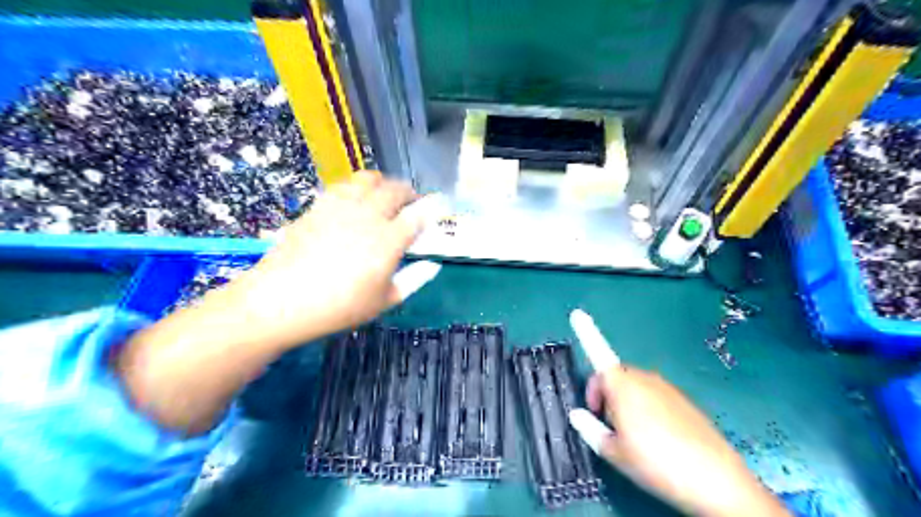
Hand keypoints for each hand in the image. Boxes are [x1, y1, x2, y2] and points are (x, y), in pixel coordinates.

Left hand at [219, 171, 440, 349]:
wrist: (280, 301)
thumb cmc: (339, 307)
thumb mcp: (384, 301)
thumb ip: (414, 279)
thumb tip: (433, 264)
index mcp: (388, 241)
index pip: (420, 214)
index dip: (435, 206)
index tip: (442, 204)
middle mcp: (368, 216)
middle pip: (396, 189)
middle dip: (410, 192)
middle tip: (413, 203)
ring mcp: (341, 207)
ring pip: (369, 179)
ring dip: (384, 184)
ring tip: (386, 195)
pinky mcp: (319, 206)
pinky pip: (344, 185)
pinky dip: (358, 187)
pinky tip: (356, 199)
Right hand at [569, 312, 783, 515]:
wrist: (714, 480)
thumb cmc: (653, 462)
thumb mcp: (613, 452)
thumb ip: (589, 429)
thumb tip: (577, 414)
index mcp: (621, 385)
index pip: (598, 353)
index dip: (586, 333)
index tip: (577, 313)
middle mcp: (644, 378)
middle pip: (615, 375)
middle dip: (605, 393)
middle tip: (606, 422)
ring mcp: (667, 387)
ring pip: (635, 385)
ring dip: (625, 400)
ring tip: (632, 435)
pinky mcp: (685, 400)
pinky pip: (655, 395)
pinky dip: (646, 406)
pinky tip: (657, 437)